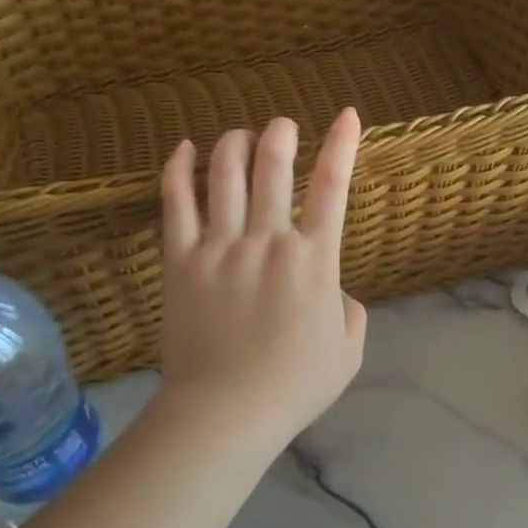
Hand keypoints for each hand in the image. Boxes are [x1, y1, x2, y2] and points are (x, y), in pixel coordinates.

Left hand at [158, 110, 367, 445]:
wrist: (225, 412)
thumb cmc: (294, 386)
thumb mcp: (348, 350)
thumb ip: (351, 311)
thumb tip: (335, 292)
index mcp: (314, 260)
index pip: (332, 188)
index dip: (342, 146)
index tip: (348, 115)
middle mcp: (268, 241)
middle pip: (273, 167)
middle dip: (280, 134)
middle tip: (283, 124)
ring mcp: (220, 247)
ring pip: (225, 175)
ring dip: (234, 143)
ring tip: (240, 134)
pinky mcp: (181, 262)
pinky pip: (175, 204)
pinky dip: (178, 170)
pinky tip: (184, 148)